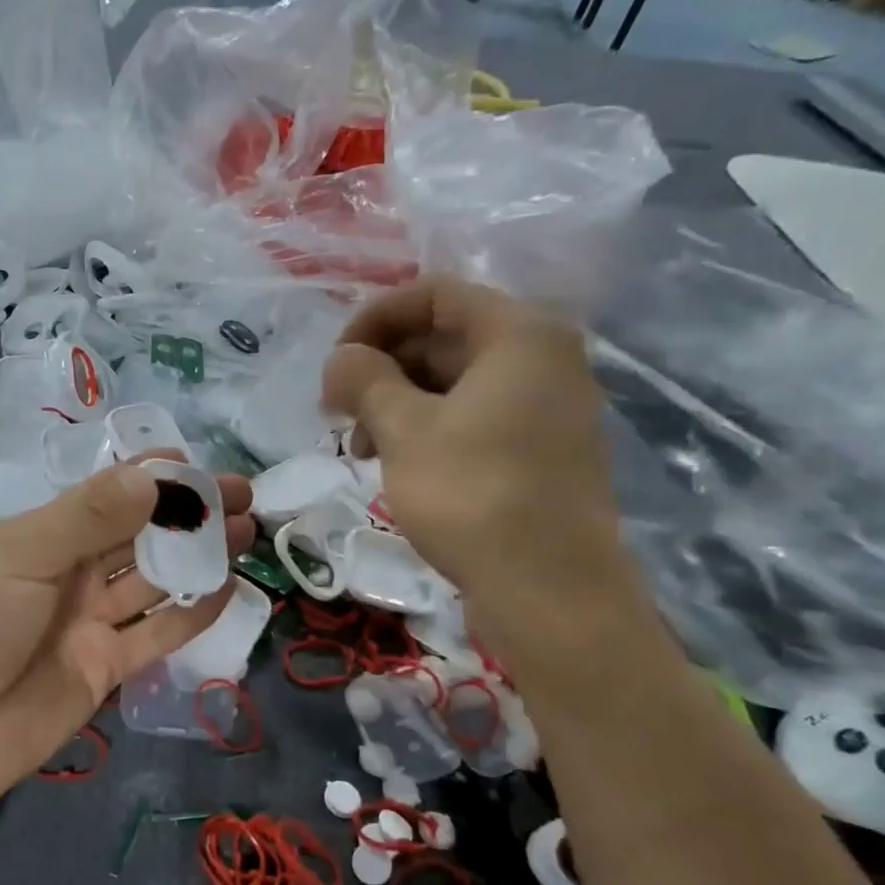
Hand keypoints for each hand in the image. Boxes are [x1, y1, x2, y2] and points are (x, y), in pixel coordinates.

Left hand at [0, 458, 254, 822]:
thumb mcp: (18, 559)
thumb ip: (87, 518)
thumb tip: (155, 476)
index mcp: (40, 536)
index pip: (106, 495)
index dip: (153, 477)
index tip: (201, 466)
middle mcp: (68, 573)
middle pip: (139, 535)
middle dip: (189, 514)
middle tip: (245, 499)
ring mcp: (87, 622)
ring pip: (154, 581)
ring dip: (198, 556)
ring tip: (249, 534)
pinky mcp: (103, 668)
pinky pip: (156, 635)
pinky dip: (191, 614)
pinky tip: (228, 589)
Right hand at [322, 276, 627, 625]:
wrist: (549, 590)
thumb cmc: (472, 494)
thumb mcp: (403, 430)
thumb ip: (364, 379)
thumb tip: (341, 359)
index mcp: (519, 334)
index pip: (435, 294)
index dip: (375, 318)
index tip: (336, 362)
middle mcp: (544, 359)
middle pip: (446, 337)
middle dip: (383, 367)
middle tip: (339, 411)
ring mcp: (548, 408)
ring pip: (457, 382)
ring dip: (399, 403)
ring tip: (361, 447)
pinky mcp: (542, 451)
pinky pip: (476, 417)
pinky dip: (430, 429)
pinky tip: (397, 464)